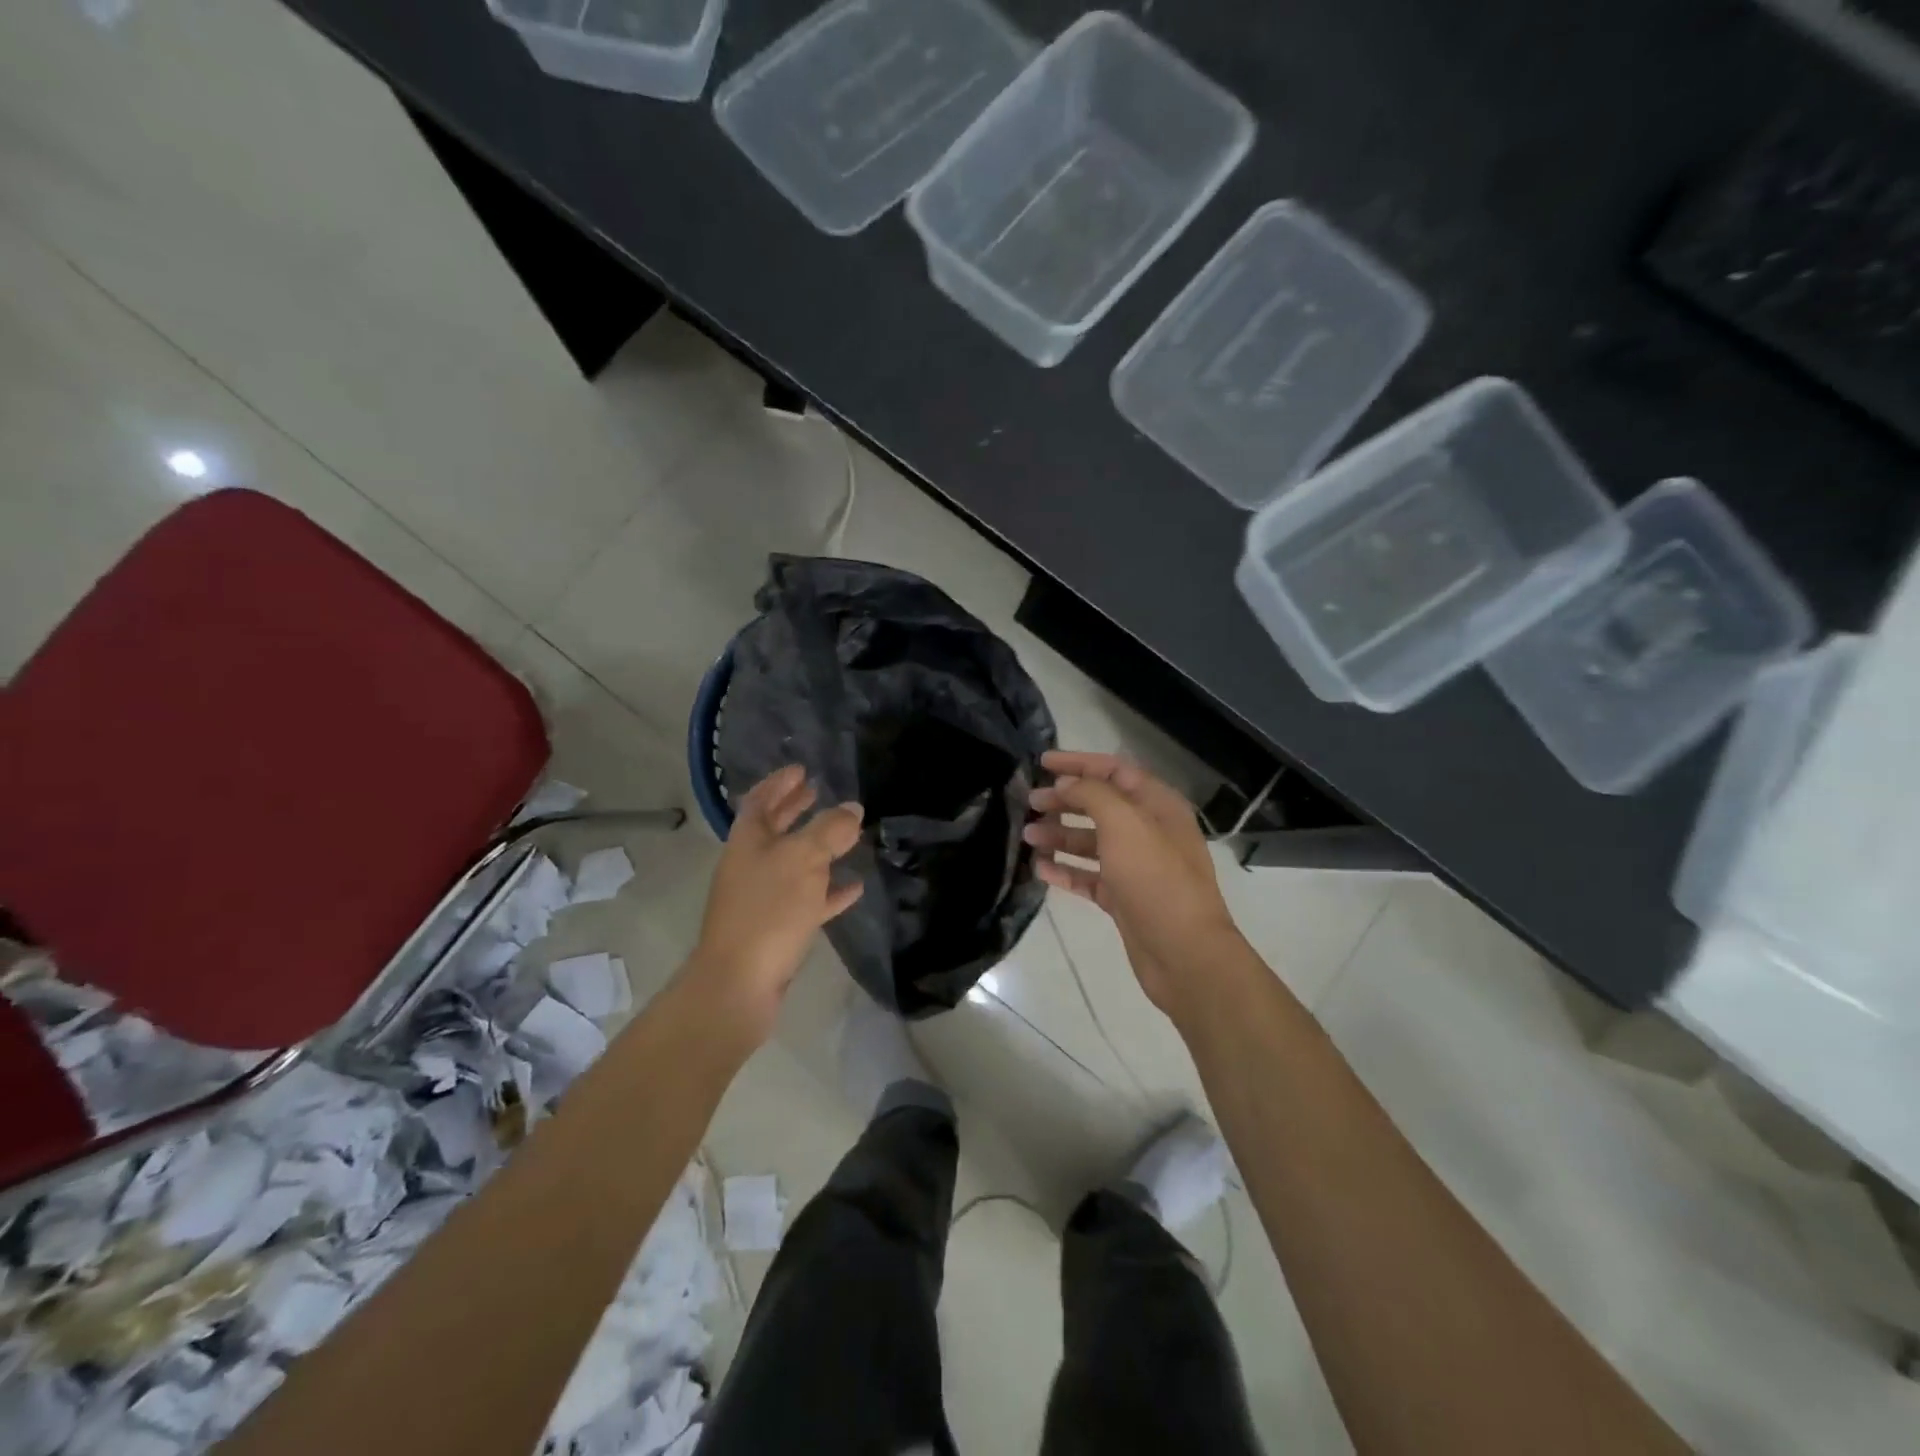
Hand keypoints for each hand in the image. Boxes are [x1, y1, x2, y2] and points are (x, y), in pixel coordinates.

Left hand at [686, 765, 863, 1040]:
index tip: (802, 770)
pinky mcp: (776, 929)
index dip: (780, 783)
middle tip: (818, 792)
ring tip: (845, 836)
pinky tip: (853, 887)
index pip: (760, 801)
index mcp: (748, 842)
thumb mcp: (804, 860)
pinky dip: (828, 890)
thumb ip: (830, 830)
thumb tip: (852, 808)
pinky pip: (806, 900)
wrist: (739, 984)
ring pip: (792, 864)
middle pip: (773, 829)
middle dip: (795, 809)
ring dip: (816, 848)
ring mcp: (762, 899)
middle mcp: (751, 865)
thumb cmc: (768, 910)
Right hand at [1024, 750, 1241, 1019]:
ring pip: (1091, 842)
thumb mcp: (1124, 824)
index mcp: (1157, 805)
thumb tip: (1066, 784)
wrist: (1185, 954)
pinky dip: (1065, 871)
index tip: (1042, 762)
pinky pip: (1089, 877)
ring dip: (1059, 836)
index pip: (1114, 770)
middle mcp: (1148, 831)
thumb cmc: (1156, 879)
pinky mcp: (1123, 898)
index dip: (1078, 763)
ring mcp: (1136, 867)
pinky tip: (1040, 869)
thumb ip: (1093, 794)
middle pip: (1100, 805)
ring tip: (1027, 837)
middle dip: (1064, 801)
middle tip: (1029, 803)